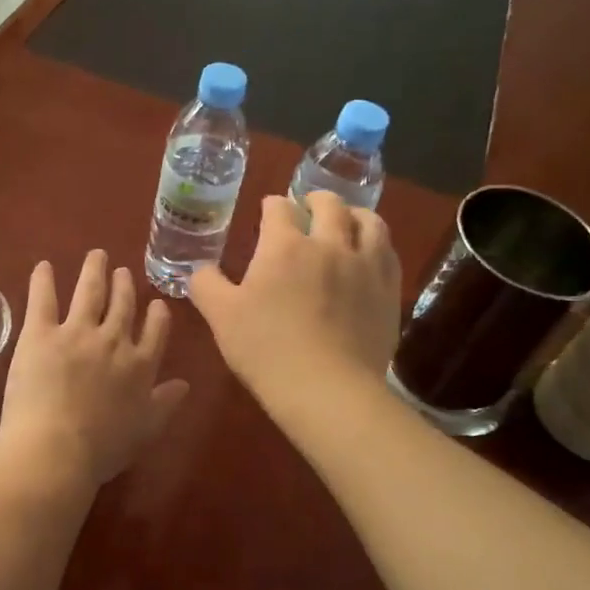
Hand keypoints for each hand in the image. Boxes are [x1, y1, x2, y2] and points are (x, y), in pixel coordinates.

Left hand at [0, 251, 190, 489]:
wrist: (57, 449)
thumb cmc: (103, 449)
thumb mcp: (146, 430)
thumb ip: (165, 403)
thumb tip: (184, 384)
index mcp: (140, 365)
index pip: (155, 331)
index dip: (156, 315)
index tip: (155, 303)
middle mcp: (113, 340)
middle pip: (123, 305)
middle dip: (125, 285)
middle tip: (123, 271)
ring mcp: (76, 332)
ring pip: (90, 292)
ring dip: (95, 271)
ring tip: (96, 256)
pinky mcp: (40, 333)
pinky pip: (43, 299)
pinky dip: (43, 280)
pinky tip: (43, 266)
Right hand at [189, 192, 401, 400]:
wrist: (327, 390)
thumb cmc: (266, 349)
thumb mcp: (221, 316)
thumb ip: (206, 284)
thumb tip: (201, 269)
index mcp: (284, 246)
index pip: (278, 208)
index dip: (271, 206)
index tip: (267, 211)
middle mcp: (329, 244)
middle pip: (329, 204)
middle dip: (315, 199)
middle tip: (308, 207)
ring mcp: (364, 266)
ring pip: (368, 221)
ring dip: (354, 214)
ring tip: (346, 221)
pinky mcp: (388, 291)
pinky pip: (388, 253)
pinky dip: (376, 244)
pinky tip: (369, 255)